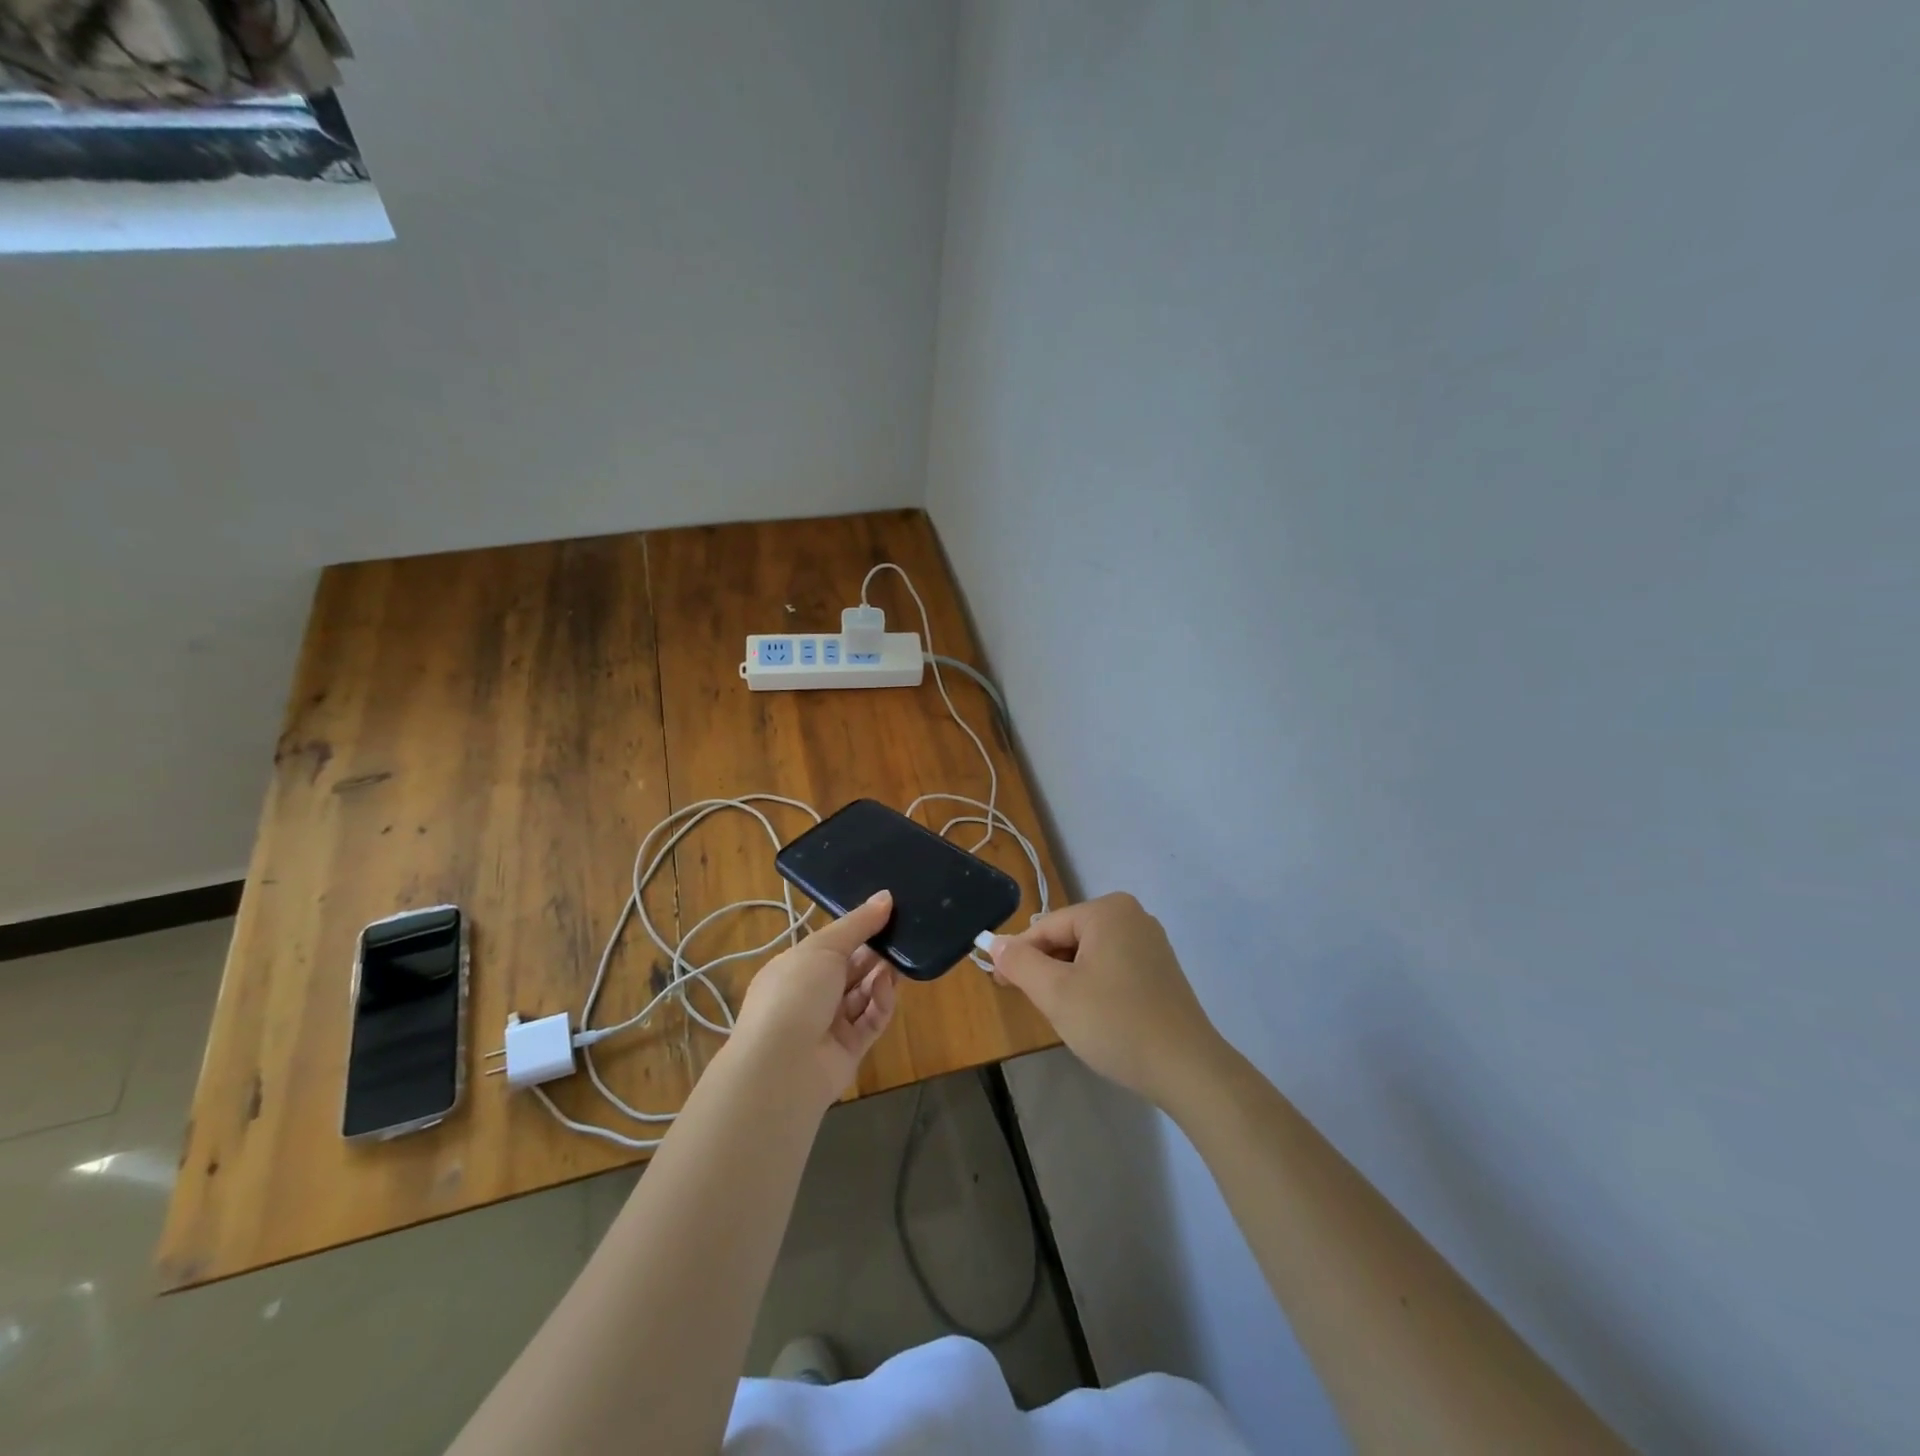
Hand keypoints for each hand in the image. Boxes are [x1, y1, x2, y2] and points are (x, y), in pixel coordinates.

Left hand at [731, 890, 898, 1110]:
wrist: (782, 1065)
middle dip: (875, 953)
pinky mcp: (850, 1049)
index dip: (857, 930)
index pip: (831, 945)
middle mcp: (811, 995)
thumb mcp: (824, 947)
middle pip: (851, 969)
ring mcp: (830, 1024)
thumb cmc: (795, 993)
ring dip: (882, 976)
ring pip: (864, 994)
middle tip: (903, 935)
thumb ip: (858, 924)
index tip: (887, 913)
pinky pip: (871, 1020)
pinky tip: (887, 988)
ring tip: (901, 960)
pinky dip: (881, 1003)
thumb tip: (886, 896)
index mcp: (795, 967)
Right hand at [989, 893, 1221, 1108]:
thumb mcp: (1056, 993)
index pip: (1046, 927)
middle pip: (1069, 938)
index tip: (1000, 985)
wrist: (1187, 1069)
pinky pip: (1112, 967)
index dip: (1019, 956)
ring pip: (1089, 955)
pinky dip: (1094, 986)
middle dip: (1047, 969)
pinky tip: (1095, 1017)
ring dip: (1069, 980)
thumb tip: (995, 944)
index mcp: (1108, 911)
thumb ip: (1020, 963)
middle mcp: (1132, 915)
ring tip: (1068, 1016)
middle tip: (1036, 1006)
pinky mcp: (1160, 969)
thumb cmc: (1115, 1023)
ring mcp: (1151, 942)